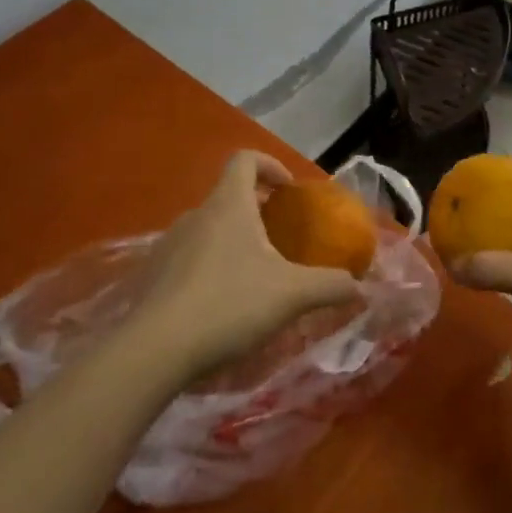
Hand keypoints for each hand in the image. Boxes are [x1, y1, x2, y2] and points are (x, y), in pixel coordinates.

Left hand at [129, 150, 361, 382]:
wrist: (152, 352)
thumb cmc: (228, 305)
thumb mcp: (292, 295)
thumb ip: (332, 286)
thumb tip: (360, 287)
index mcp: (228, 206)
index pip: (245, 160)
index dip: (271, 166)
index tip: (289, 192)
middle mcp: (195, 216)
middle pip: (229, 197)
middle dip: (258, 213)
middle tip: (282, 242)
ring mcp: (168, 246)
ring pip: (208, 230)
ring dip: (234, 243)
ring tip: (255, 278)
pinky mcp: (152, 278)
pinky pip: (189, 259)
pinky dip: (210, 270)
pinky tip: (223, 306)